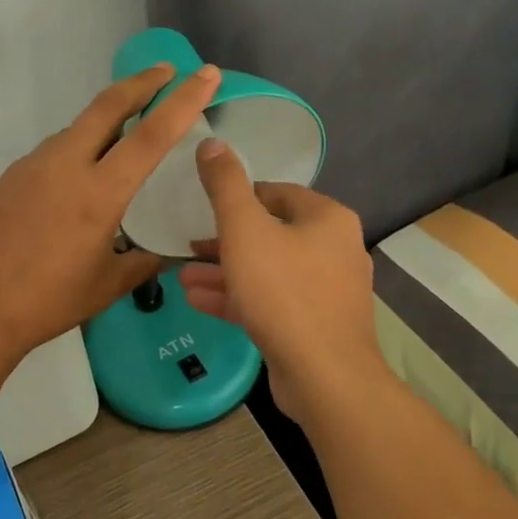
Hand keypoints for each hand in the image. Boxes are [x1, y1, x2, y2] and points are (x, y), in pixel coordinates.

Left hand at [0, 63, 222, 364]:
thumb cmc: (46, 303)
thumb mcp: (106, 286)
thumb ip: (142, 263)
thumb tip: (162, 254)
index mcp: (98, 193)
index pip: (151, 134)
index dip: (183, 100)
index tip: (204, 74)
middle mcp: (64, 166)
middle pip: (107, 105)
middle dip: (141, 83)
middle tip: (166, 73)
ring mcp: (31, 167)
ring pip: (77, 129)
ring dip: (106, 121)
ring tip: (126, 137)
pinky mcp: (10, 177)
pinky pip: (53, 152)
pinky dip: (77, 149)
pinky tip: (78, 180)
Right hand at [179, 140, 384, 424]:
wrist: (325, 376)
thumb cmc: (283, 292)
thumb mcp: (244, 230)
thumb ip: (225, 185)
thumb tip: (212, 142)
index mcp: (326, 219)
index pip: (275, 193)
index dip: (236, 198)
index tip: (204, 209)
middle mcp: (334, 249)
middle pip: (270, 233)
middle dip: (224, 241)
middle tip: (188, 246)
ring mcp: (327, 290)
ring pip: (267, 270)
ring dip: (224, 271)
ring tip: (183, 276)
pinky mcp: (315, 324)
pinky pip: (272, 301)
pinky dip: (238, 297)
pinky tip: (199, 301)